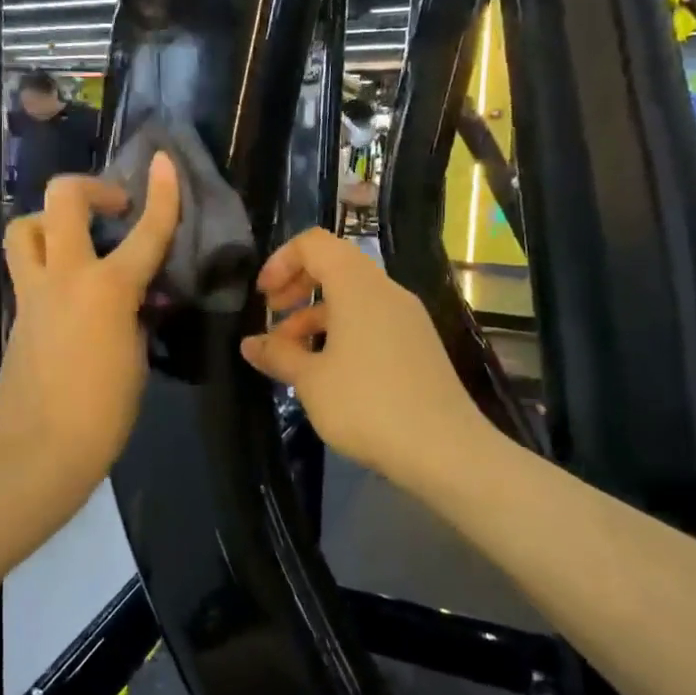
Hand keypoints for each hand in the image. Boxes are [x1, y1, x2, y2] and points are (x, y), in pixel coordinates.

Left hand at [0, 155, 180, 502]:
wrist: (38, 451)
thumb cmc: (102, 414)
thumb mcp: (134, 357)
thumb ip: (134, 315)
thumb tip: (133, 298)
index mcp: (107, 289)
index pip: (145, 230)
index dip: (161, 193)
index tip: (164, 162)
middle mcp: (65, 277)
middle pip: (62, 199)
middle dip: (89, 187)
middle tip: (112, 206)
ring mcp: (32, 293)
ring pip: (24, 227)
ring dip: (49, 220)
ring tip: (75, 240)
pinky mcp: (15, 313)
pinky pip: (26, 269)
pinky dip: (45, 262)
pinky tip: (68, 292)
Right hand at [240, 228, 503, 492]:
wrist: (445, 451)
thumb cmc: (367, 404)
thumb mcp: (310, 380)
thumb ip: (278, 354)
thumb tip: (250, 344)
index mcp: (358, 286)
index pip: (314, 243)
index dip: (281, 261)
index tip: (263, 298)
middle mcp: (386, 292)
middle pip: (334, 266)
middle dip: (296, 287)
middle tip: (272, 319)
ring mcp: (406, 319)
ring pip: (352, 298)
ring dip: (315, 316)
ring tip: (291, 357)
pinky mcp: (417, 345)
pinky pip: (371, 321)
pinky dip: (340, 333)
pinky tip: (325, 372)